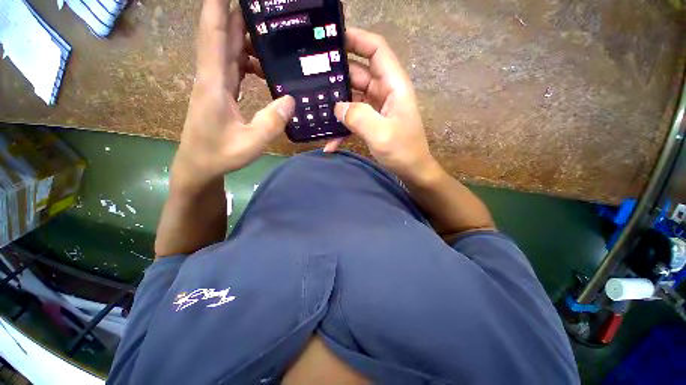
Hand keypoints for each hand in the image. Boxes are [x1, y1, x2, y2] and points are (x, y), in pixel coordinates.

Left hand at [172, 0, 294, 192]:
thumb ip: (272, 122)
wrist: (199, 166)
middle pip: (223, 34)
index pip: (214, 32)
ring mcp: (216, 83)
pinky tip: (263, 66)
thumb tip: (291, 100)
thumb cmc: (220, 155)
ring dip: (246, 37)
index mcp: (214, 82)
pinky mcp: (221, 92)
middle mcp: (212, 76)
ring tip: (271, 35)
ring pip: (229, 49)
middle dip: (239, 14)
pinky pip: (234, 66)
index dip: (218, 5)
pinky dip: (247, 60)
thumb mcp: (251, 143)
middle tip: (264, 9)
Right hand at [327, 28, 437, 181]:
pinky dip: (342, 128)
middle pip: (358, 73)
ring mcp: (376, 109)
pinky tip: (330, 142)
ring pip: (352, 96)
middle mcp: (384, 92)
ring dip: (336, 103)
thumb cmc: (403, 151)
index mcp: (393, 86)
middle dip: (337, 74)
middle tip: (311, 77)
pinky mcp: (371, 123)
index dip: (357, 39)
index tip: (332, 38)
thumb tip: (337, 107)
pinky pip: (353, 118)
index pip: (376, 50)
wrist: (411, 171)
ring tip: (314, 107)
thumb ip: (359, 117)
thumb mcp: (381, 133)